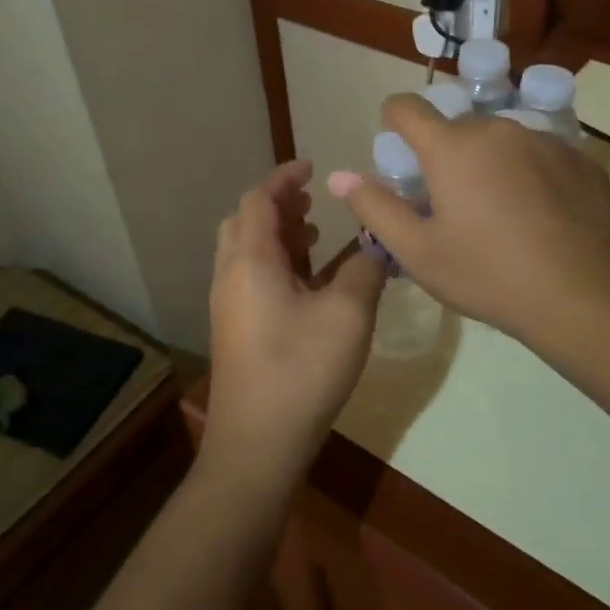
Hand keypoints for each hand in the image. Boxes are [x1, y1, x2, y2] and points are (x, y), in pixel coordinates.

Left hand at [204, 160, 385, 491]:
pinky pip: (252, 278)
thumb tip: (379, 245)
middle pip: (246, 222)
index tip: (313, 167)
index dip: (285, 178)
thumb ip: (366, 269)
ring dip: (279, 236)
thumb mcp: (348, 314)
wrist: (258, 442)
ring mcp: (230, 305)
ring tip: (318, 237)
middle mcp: (231, 276)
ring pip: (248, 252)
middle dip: (279, 206)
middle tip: (316, 204)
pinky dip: (278, 264)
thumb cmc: (302, 370)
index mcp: (250, 260)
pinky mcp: (236, 330)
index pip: (258, 199)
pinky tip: (311, 283)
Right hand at [327, 95, 609, 355]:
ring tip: (501, 214)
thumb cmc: (489, 275)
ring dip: (490, 164)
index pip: (407, 107)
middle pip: (457, 128)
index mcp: (452, 147)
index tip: (399, 152)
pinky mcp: (581, 159)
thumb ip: (375, 208)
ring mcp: (545, 140)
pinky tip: (540, 217)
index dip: (394, 122)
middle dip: (447, 155)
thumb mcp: (419, 252)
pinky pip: (540, 155)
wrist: (584, 294)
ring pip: (502, 141)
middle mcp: (498, 129)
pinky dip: (530, 174)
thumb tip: (338, 177)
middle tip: (452, 204)